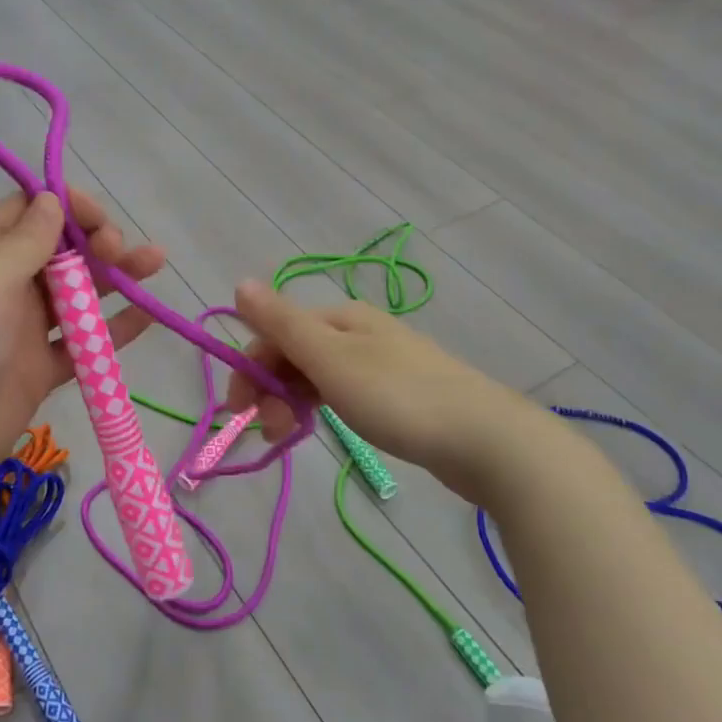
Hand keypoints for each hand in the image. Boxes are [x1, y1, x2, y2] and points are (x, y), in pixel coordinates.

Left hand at [0, 190, 164, 506]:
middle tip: (119, 250)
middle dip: (95, 242)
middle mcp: (3, 287)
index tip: (97, 216)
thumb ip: (25, 243)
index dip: (65, 206)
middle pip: (60, 252)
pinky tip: (149, 314)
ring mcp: (23, 331)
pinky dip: (115, 329)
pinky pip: (84, 343)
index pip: (27, 213)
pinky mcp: (40, 371)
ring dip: (116, 277)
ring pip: (78, 294)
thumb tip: (52, 198)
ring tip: (156, 263)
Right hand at [225, 280, 519, 495]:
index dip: (250, 368)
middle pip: (294, 353)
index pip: (275, 333)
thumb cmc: (398, 396)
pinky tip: (321, 428)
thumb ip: (282, 323)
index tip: (237, 413)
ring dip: (291, 402)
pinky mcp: (396, 393)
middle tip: (270, 433)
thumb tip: (240, 282)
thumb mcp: (331, 359)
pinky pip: (341, 393)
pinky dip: (320, 408)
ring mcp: (379, 362)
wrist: (484, 439)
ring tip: (289, 439)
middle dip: (270, 390)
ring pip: (316, 376)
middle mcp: (357, 332)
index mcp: (340, 318)